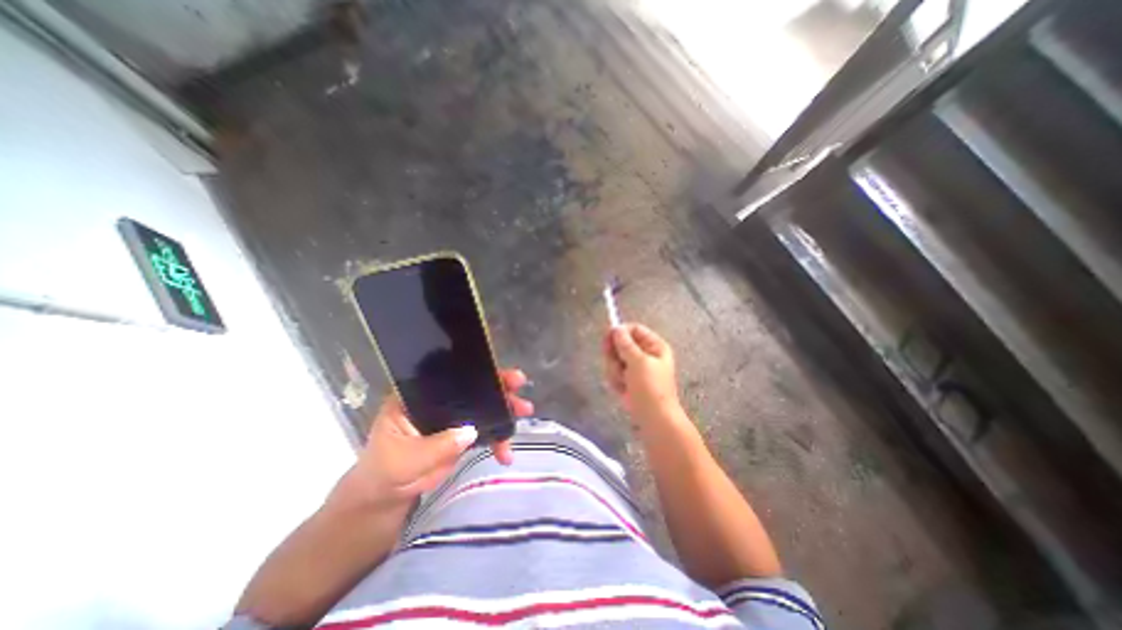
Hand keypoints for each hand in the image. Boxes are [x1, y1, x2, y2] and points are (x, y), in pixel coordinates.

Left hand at [330, 368, 534, 510]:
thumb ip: (436, 446)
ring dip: (504, 410)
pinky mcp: (462, 433)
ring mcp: (452, 416)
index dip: (476, 371)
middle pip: (473, 386)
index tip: (500, 373)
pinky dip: (497, 439)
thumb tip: (471, 431)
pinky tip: (506, 453)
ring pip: (483, 406)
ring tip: (524, 414)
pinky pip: (485, 430)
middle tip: (519, 387)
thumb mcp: (404, 459)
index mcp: (419, 393)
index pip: (451, 375)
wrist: (386, 496)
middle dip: (499, 386)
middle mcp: (439, 399)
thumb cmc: (385, 470)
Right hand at [601, 325, 678, 422]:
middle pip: (621, 344)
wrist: (653, 418)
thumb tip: (616, 328)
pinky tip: (623, 389)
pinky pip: (614, 372)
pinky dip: (615, 380)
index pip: (634, 329)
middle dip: (616, 356)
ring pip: (614, 359)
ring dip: (615, 371)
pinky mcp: (627, 379)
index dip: (620, 332)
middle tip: (619, 366)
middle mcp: (645, 354)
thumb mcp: (638, 362)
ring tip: (624, 382)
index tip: (607, 339)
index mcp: (654, 346)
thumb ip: (625, 344)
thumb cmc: (650, 387)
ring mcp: (635, 367)